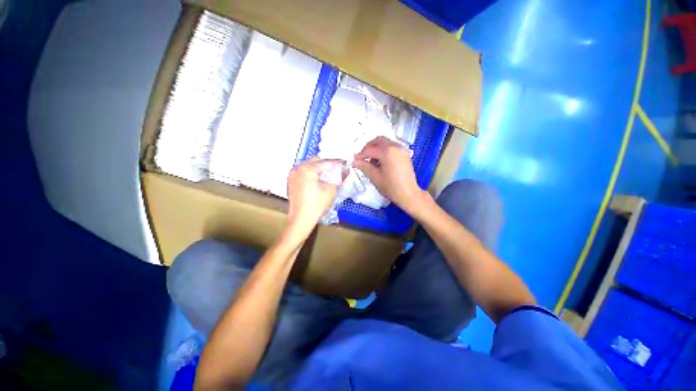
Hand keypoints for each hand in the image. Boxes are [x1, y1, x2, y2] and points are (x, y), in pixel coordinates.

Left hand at [286, 158, 344, 236]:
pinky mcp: (291, 182)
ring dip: (318, 169)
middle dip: (326, 165)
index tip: (344, 165)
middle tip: (336, 171)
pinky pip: (303, 173)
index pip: (326, 162)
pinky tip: (317, 182)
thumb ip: (338, 177)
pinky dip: (311, 174)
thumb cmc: (316, 205)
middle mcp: (298, 168)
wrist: (301, 219)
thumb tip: (344, 170)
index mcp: (307, 168)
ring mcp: (293, 175)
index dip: (337, 164)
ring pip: (308, 166)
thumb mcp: (331, 189)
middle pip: (316, 161)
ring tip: (327, 177)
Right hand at [353, 136, 425, 213]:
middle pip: (378, 140)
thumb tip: (355, 161)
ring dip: (376, 148)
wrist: (408, 194)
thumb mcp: (375, 177)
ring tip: (371, 161)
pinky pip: (391, 147)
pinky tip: (380, 162)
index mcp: (388, 152)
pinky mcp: (404, 154)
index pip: (370, 149)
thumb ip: (364, 166)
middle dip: (369, 147)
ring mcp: (402, 149)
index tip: (355, 159)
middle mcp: (396, 146)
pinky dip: (384, 150)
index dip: (361, 154)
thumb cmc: (391, 187)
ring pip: (385, 142)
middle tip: (362, 157)